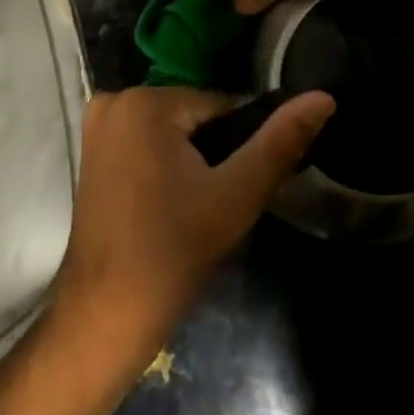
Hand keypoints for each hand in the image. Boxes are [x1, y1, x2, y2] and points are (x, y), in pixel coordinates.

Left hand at [52, 88, 333, 366]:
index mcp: (147, 100)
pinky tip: (163, 205)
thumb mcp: (235, 197)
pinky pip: (144, 140)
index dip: (235, 148)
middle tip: (210, 206)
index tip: (231, 189)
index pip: (218, 107)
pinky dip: (161, 163)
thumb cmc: (172, 253)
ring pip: (170, 128)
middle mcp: (116, 97)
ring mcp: (97, 121)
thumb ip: (279, 143)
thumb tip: (323, 97)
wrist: (106, 317)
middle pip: (192, 116)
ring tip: (188, 209)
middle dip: (210, 153)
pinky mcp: (90, 147)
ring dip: (187, 160)